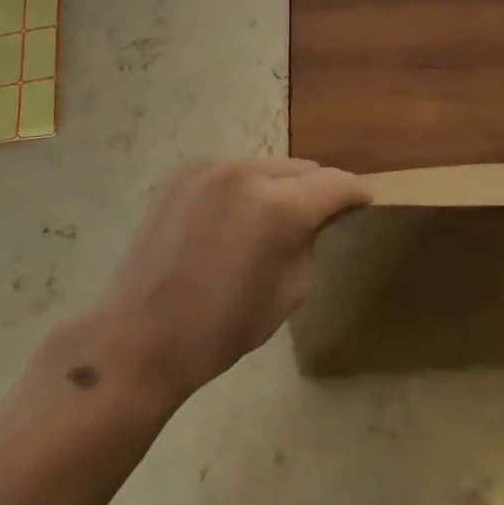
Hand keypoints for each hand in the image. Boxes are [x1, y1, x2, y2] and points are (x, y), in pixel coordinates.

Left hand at [94, 159, 368, 402]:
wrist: (139, 337)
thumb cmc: (221, 328)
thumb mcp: (289, 291)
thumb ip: (310, 242)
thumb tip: (316, 219)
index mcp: (277, 207)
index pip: (335, 183)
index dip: (355, 192)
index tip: (364, 202)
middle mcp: (245, 173)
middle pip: (301, 169)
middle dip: (317, 189)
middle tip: (323, 214)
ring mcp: (208, 169)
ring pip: (265, 167)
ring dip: (280, 186)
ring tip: (276, 217)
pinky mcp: (182, 175)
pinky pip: (231, 172)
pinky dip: (245, 188)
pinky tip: (236, 217)